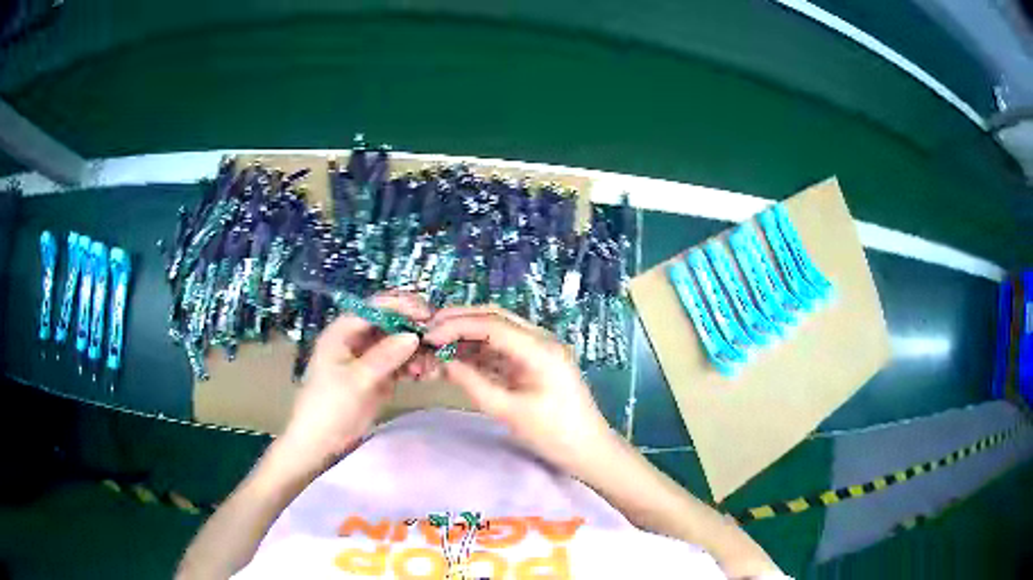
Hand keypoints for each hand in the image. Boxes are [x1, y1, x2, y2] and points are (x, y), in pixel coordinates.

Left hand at [277, 293, 429, 469]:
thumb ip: (385, 355)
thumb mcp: (357, 379)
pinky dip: (413, 366)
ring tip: (430, 363)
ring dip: (415, 349)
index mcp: (343, 332)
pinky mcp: (377, 376)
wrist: (321, 441)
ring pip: (397, 343)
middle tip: (436, 336)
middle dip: (412, 328)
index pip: (375, 308)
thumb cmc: (330, 405)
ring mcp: (368, 358)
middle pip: (389, 323)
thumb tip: (413, 336)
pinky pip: (399, 363)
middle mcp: (356, 339)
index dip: (401, 307)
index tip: (427, 314)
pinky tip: (425, 373)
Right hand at [424, 306, 616, 473]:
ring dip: (468, 334)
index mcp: (540, 349)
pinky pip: (504, 348)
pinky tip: (458, 357)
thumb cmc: (554, 436)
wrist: (590, 451)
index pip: (491, 324)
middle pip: (495, 318)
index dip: (456, 325)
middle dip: (460, 321)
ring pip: (498, 330)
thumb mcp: (509, 412)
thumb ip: (474, 384)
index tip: (428, 335)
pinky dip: (480, 351)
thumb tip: (445, 362)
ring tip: (437, 344)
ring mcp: (540, 350)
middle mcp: (541, 340)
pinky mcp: (536, 363)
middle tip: (428, 331)